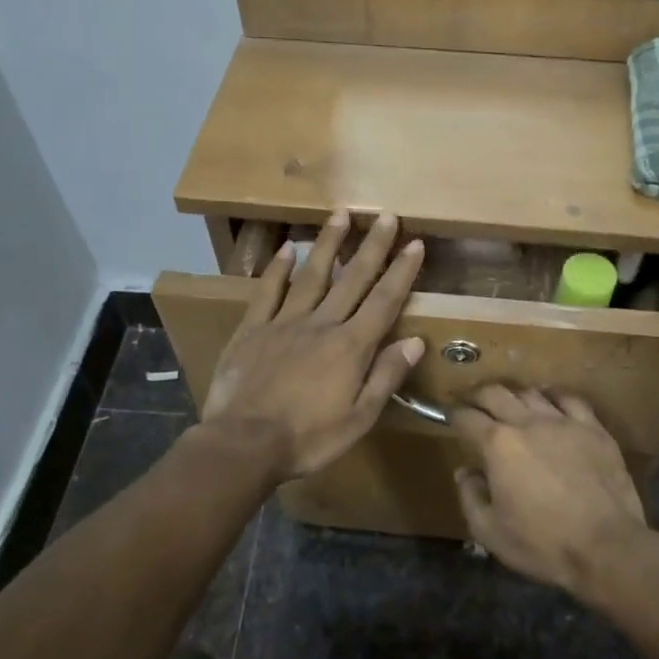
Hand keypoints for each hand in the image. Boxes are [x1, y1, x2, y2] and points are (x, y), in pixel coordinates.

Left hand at [201, 211, 424, 480]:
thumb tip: (416, 341)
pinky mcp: (253, 329)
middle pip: (352, 278)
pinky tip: (286, 248)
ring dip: (328, 243)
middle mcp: (321, 324)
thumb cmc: (308, 439)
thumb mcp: (359, 419)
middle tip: (384, 215)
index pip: (384, 301)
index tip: (414, 243)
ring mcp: (284, 322)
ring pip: (311, 275)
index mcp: (350, 347)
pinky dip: (278, 269)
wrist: (243, 444)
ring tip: (340, 214)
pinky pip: (268, 291)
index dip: (401, 271)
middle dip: (372, 246)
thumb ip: (386, 376)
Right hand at [449, 385, 648, 594]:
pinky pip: (570, 399)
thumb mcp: (490, 532)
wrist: (606, 547)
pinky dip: (553, 397)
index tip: (449, 415)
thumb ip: (470, 496)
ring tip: (511, 405)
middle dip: (478, 395)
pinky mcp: (593, 428)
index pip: (466, 418)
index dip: (453, 414)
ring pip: (531, 393)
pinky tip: (551, 402)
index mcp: (498, 445)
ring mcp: (563, 421)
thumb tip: (465, 471)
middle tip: (473, 403)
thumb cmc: (543, 544)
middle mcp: (527, 422)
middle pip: (495, 393)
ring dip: (514, 396)